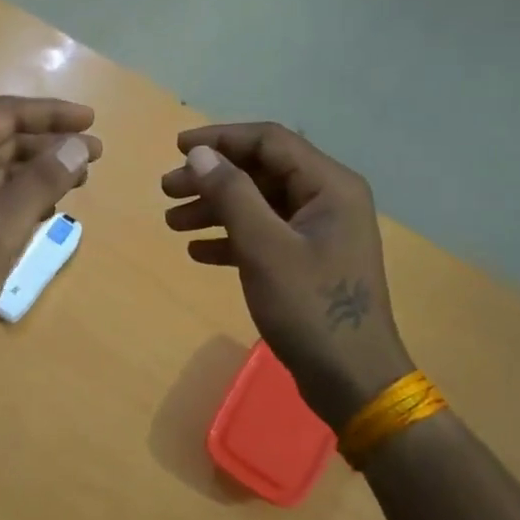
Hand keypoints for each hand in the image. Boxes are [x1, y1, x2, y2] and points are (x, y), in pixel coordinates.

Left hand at [0, 96, 99, 382]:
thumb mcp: (0, 228)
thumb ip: (40, 181)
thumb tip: (78, 144)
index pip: (2, 116)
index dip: (49, 114)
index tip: (92, 121)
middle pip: (3, 139)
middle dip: (48, 142)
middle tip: (94, 154)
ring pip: (1, 168)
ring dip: (40, 169)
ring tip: (81, 178)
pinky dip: (24, 195)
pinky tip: (50, 207)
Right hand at [161, 123, 413, 428]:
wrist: (352, 380)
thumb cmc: (310, 308)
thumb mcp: (264, 248)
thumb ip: (232, 194)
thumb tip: (200, 154)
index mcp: (329, 186)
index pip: (269, 141)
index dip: (221, 139)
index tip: (177, 148)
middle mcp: (327, 200)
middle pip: (261, 171)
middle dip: (212, 178)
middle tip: (166, 190)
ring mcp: (319, 232)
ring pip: (258, 203)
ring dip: (215, 208)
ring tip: (172, 222)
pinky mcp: (309, 260)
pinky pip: (264, 234)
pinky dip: (231, 237)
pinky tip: (198, 251)